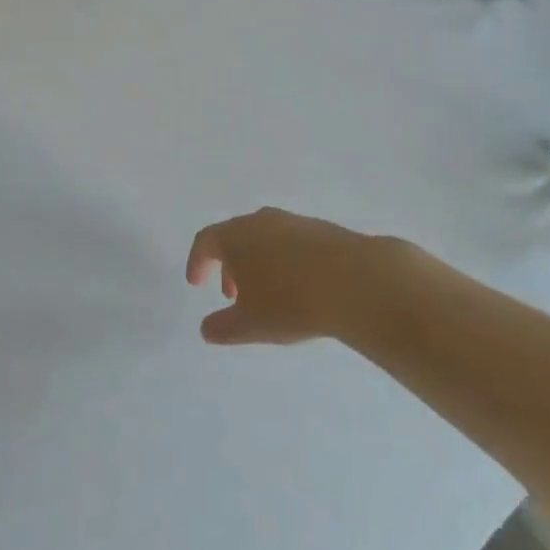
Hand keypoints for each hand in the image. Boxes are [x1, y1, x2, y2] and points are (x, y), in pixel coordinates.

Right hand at [184, 207, 385, 345]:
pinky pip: (290, 242)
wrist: (353, 280)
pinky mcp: (320, 229)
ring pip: (264, 238)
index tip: (196, 282)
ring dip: (257, 263)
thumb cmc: (290, 301)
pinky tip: (298, 286)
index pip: (206, 240)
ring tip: (267, 294)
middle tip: (232, 295)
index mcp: (236, 236)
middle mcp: (261, 220)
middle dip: (229, 265)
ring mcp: (292, 221)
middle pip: (235, 236)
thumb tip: (206, 329)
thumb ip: (222, 327)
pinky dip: (283, 260)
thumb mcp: (250, 325)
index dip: (197, 261)